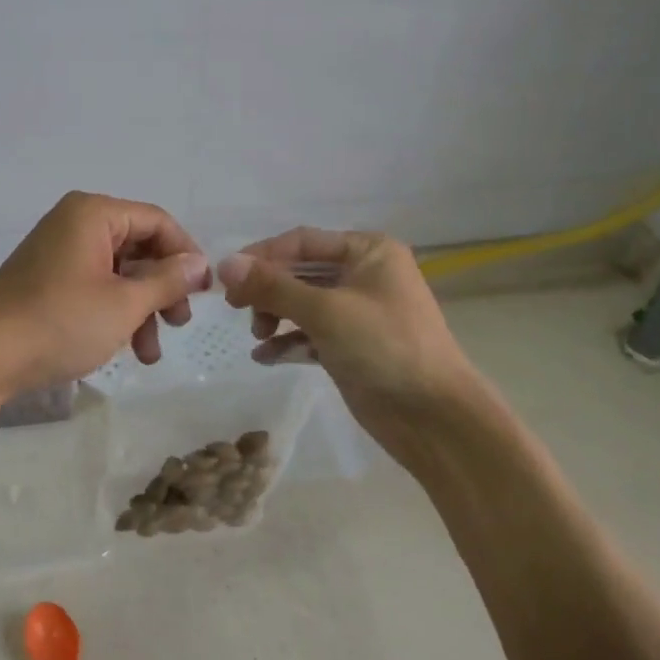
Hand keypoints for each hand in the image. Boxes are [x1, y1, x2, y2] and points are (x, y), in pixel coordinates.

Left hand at [0, 192, 209, 416]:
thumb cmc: (61, 322)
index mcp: (93, 213)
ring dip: (141, 308)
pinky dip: (115, 312)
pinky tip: (126, 348)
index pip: (157, 221)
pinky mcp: (47, 278)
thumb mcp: (124, 304)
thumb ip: (168, 280)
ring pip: (118, 272)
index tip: (205, 292)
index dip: (186, 254)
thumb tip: (199, 264)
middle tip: (181, 322)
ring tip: (150, 354)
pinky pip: (95, 285)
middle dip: (163, 288)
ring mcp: (59, 251)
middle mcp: (75, 222)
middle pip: (138, 246)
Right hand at [215, 228, 509, 470]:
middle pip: (300, 271)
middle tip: (235, 308)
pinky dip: (288, 341)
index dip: (262, 256)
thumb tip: (225, 263)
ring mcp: (358, 311)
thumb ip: (273, 286)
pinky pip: (310, 333)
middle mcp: (363, 274)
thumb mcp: (325, 311)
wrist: (434, 418)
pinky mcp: (351, 345)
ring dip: (275, 315)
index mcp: (368, 251)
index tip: (225, 276)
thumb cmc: (384, 347)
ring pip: (302, 303)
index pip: (302, 242)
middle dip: (267, 290)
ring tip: (258, 335)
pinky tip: (265, 357)